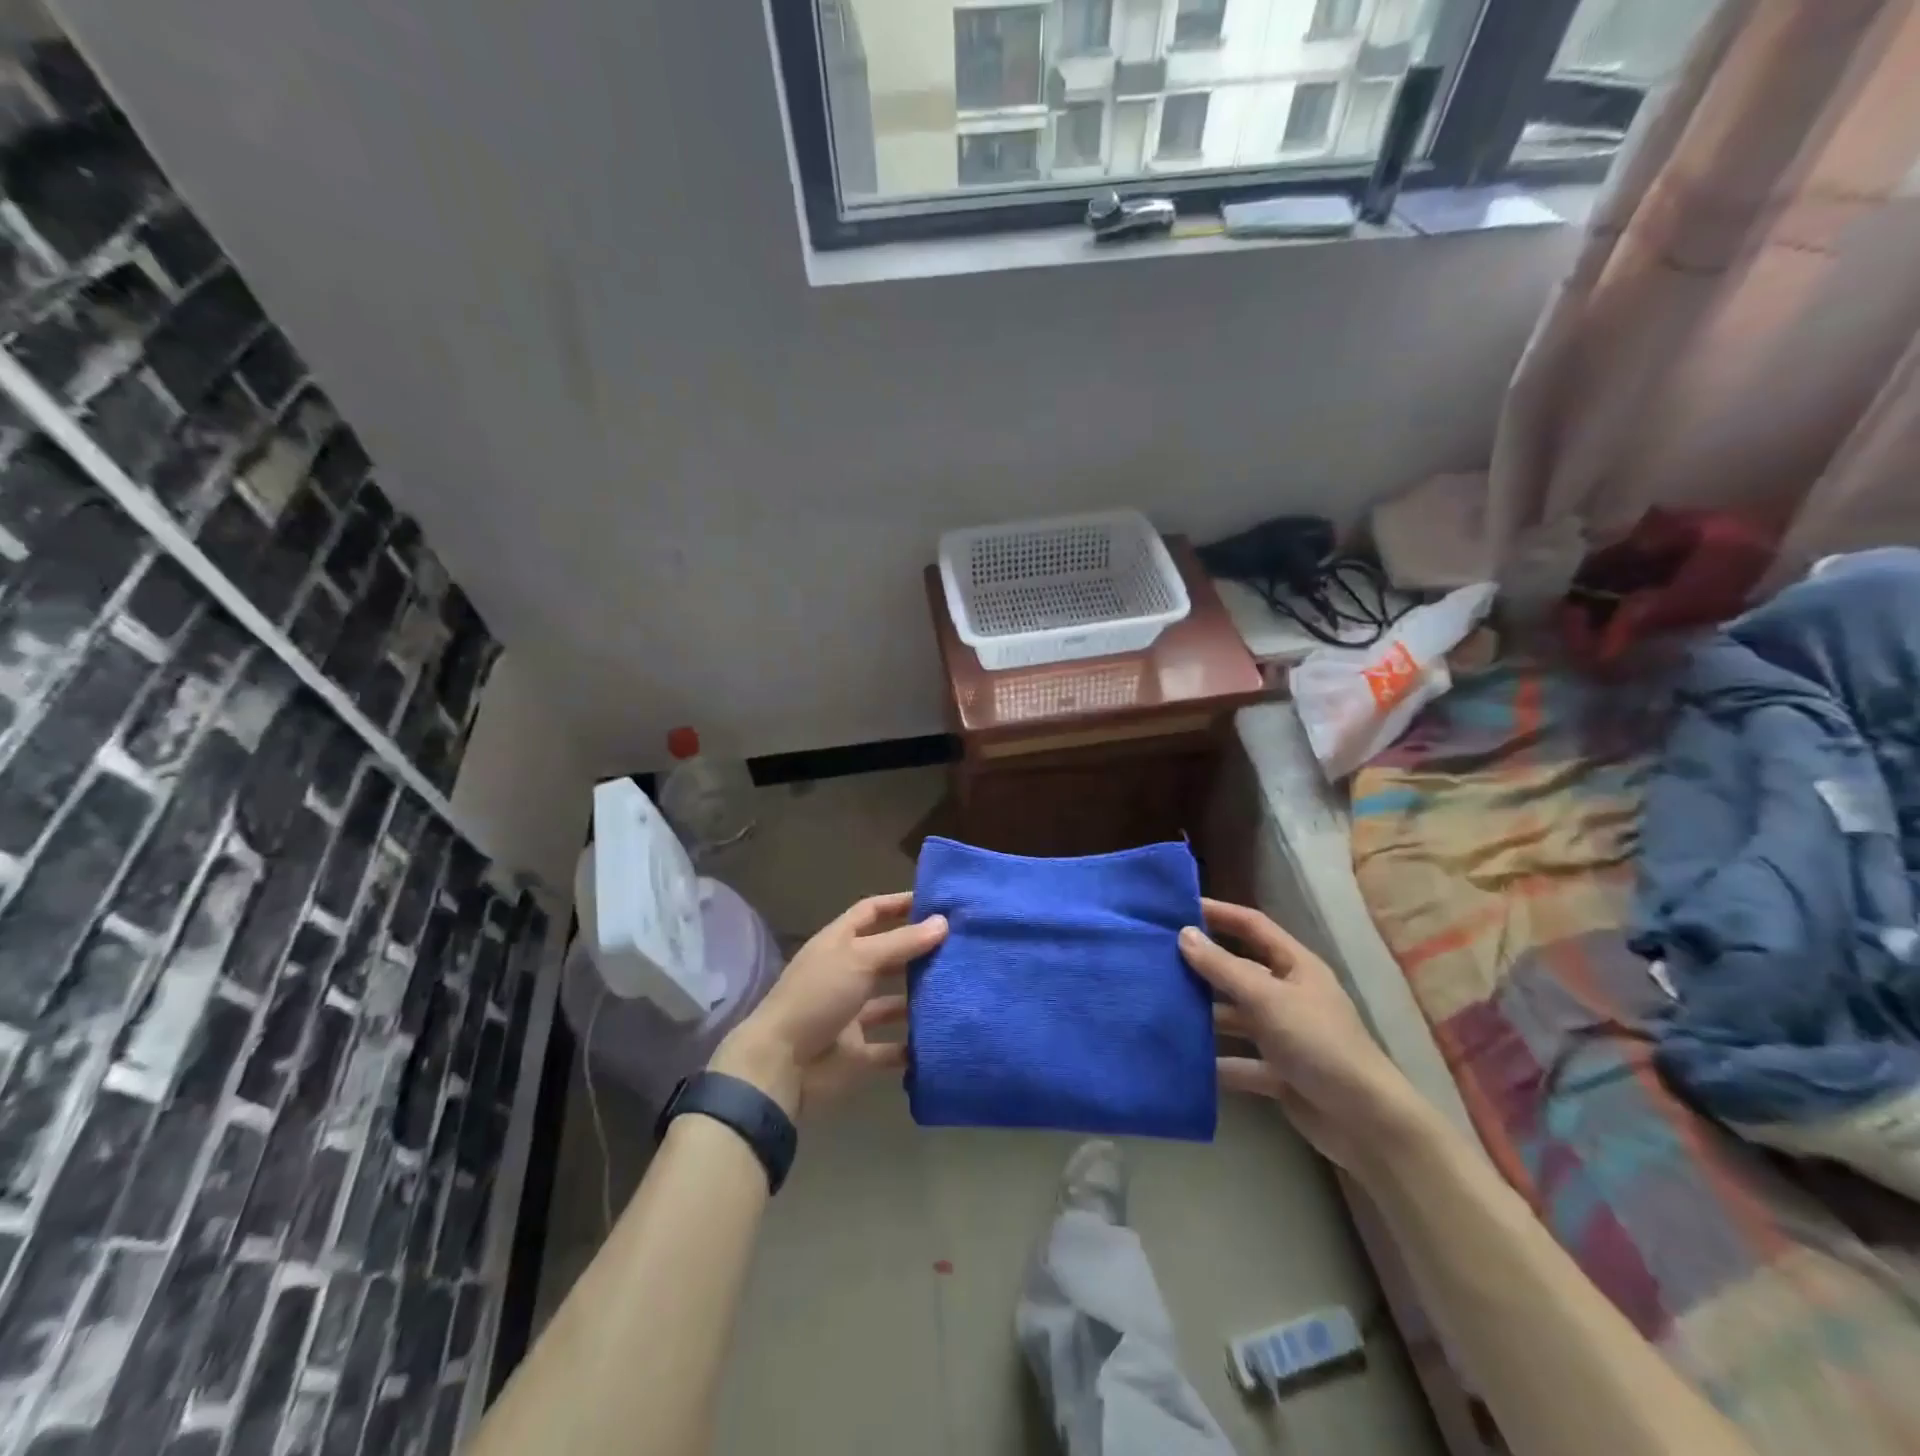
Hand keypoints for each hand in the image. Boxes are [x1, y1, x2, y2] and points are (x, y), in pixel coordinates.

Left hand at [710, 892, 946, 1118]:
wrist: (780, 1066)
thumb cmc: (817, 997)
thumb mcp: (859, 959)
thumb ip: (901, 942)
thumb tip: (943, 922)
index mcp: (838, 944)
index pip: (871, 912)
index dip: (899, 904)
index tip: (936, 902)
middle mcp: (845, 974)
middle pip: (886, 956)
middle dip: (918, 952)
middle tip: (960, 949)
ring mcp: (850, 1015)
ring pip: (892, 1002)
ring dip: (919, 1000)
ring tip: (959, 991)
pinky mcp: (857, 1053)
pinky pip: (891, 1048)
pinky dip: (912, 1047)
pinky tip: (942, 1038)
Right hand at [1180, 898, 1425, 1172]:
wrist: (1366, 1122)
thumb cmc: (1318, 1044)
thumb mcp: (1267, 999)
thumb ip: (1223, 968)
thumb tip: (1184, 934)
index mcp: (1296, 967)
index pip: (1252, 926)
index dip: (1219, 913)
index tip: (1178, 908)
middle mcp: (1289, 995)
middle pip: (1239, 971)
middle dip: (1202, 966)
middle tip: (1156, 960)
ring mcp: (1284, 1035)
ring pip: (1236, 1017)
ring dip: (1205, 1015)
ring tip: (1160, 1007)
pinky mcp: (1279, 1073)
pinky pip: (1239, 1061)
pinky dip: (1216, 1062)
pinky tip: (1183, 1060)